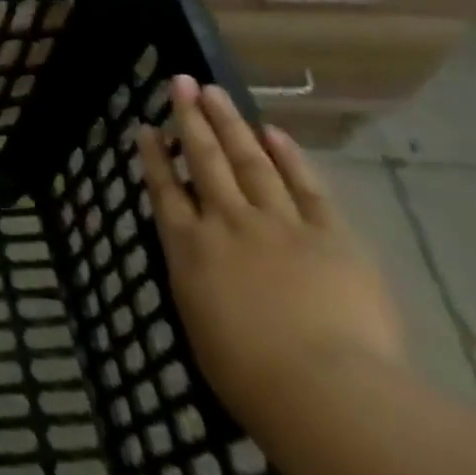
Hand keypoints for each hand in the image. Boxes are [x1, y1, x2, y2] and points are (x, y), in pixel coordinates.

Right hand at [135, 76, 405, 434]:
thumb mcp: (200, 326)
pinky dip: (289, 158)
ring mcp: (279, 224)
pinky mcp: (330, 236)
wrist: (326, 392)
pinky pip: (305, 187)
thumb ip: (197, 280)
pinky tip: (274, 133)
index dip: (153, 156)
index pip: (164, 190)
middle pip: (204, 160)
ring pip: (249, 161)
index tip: (145, 126)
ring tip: (214, 92)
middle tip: (180, 82)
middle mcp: (227, 223)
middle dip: (189, 119)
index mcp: (190, 248)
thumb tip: (197, 256)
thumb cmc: (251, 378)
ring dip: (230, 123)